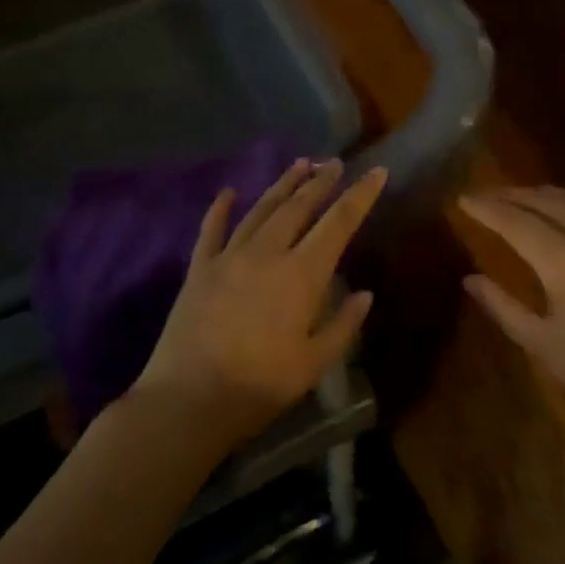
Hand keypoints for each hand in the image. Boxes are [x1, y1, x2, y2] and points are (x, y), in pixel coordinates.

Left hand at [138, 159, 384, 441]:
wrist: (187, 401)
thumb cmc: (259, 386)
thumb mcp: (314, 364)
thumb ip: (343, 325)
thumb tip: (365, 294)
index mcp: (302, 274)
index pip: (339, 223)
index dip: (360, 195)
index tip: (377, 171)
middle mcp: (268, 252)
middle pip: (299, 206)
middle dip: (321, 181)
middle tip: (334, 162)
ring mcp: (229, 257)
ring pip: (262, 209)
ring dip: (283, 185)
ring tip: (299, 164)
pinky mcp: (199, 269)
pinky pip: (212, 229)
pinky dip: (221, 208)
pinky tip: (228, 191)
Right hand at [460, 187, 564, 431]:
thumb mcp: (541, 344)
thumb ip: (502, 306)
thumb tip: (470, 279)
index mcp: (564, 263)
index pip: (514, 222)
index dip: (486, 208)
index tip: (463, 199)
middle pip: (541, 202)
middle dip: (508, 196)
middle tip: (483, 196)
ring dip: (540, 193)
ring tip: (517, 196)